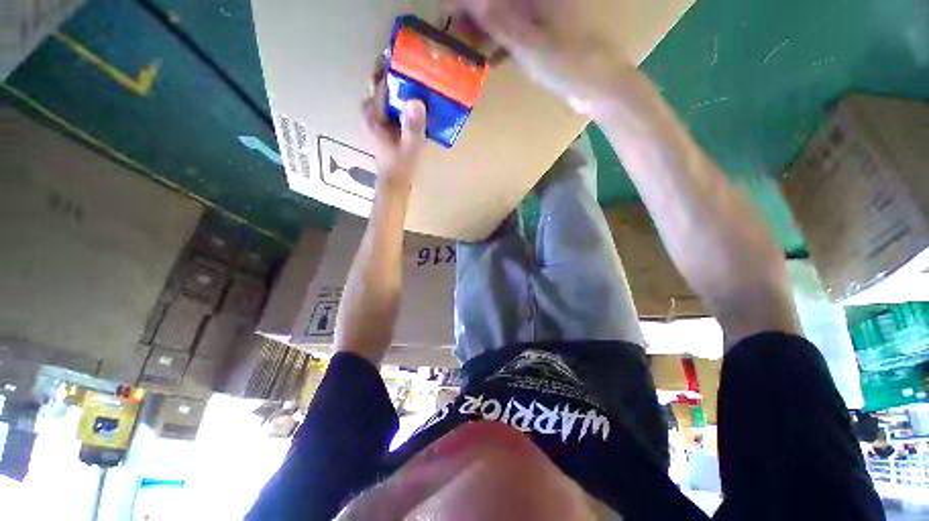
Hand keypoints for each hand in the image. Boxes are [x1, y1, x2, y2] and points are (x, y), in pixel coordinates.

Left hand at [362, 60, 427, 189]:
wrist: (394, 180)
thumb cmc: (401, 165)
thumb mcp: (410, 147)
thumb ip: (412, 126)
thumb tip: (417, 101)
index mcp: (373, 115)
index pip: (380, 83)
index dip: (390, 67)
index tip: (404, 53)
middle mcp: (369, 112)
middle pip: (378, 83)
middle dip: (391, 70)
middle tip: (411, 61)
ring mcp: (374, 117)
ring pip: (382, 91)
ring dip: (395, 81)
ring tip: (413, 73)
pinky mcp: (380, 122)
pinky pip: (387, 101)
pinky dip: (397, 94)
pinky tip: (411, 94)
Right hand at [445, 0, 635, 113]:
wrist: (598, 85)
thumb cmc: (566, 63)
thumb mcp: (529, 45)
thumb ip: (499, 22)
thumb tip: (472, 1)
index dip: (469, 3)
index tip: (450, 15)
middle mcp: (541, 1)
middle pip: (500, 3)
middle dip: (476, 16)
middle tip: (458, 37)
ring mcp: (545, 17)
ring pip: (507, 18)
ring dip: (487, 32)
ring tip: (469, 50)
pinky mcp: (548, 36)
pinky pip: (519, 34)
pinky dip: (503, 45)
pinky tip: (491, 61)